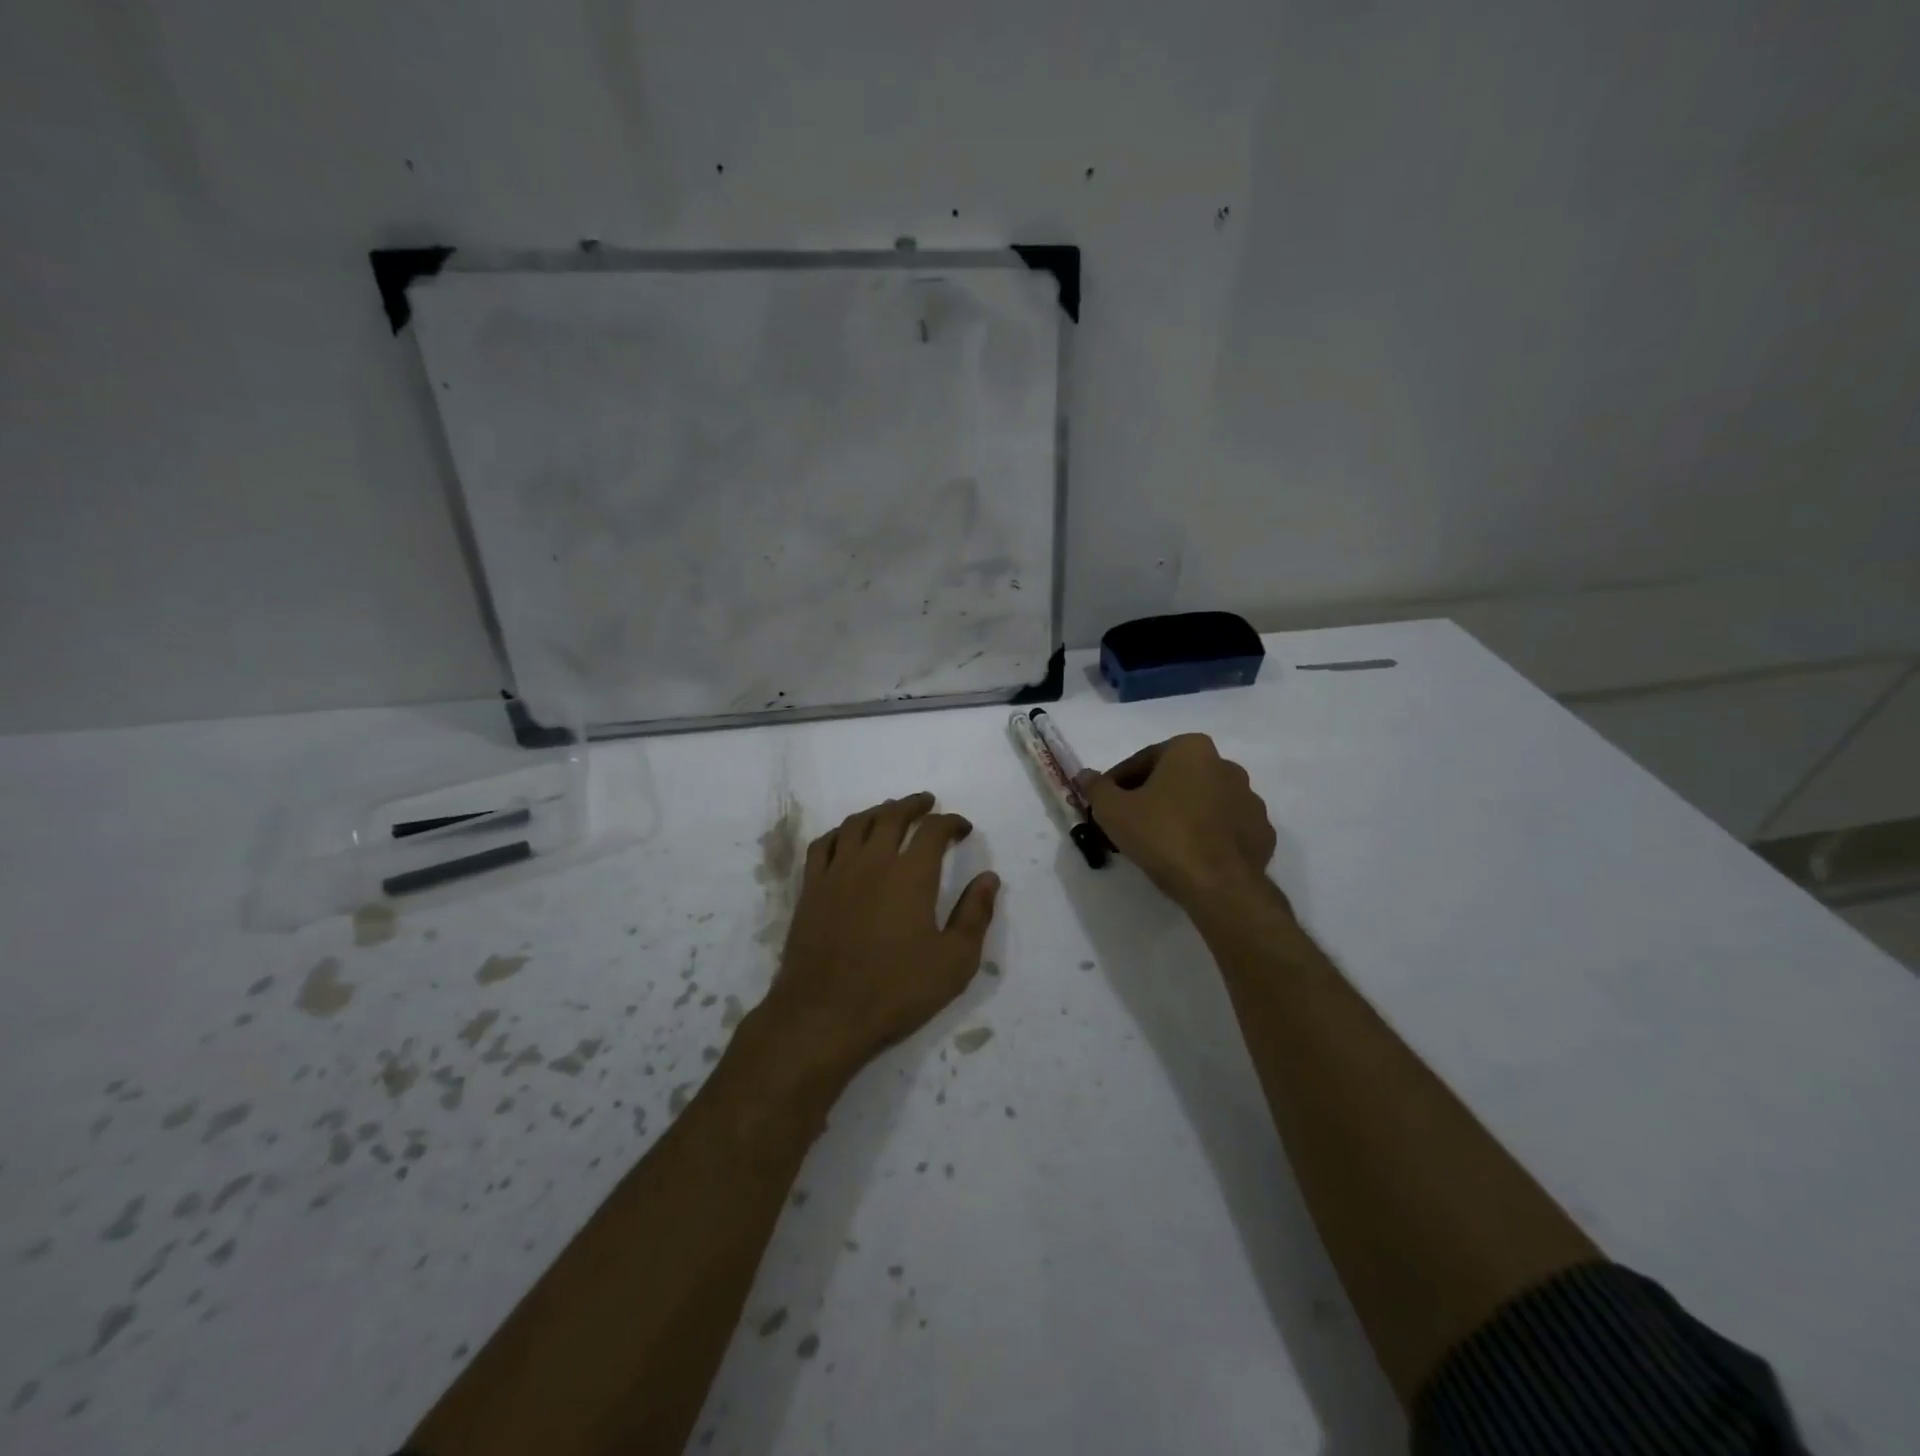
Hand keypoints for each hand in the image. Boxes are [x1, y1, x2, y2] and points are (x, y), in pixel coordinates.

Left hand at [763, 792, 999, 1073]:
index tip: (962, 828)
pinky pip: (823, 845)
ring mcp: (836, 873)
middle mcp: (872, 862)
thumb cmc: (896, 991)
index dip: (951, 822)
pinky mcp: (810, 889)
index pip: (933, 830)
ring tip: (890, 812)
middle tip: (927, 803)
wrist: (824, 1015)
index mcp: (911, 875)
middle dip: (914, 805)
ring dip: (878, 812)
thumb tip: (989, 878)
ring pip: (857, 824)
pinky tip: (846, 837)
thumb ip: (975, 915)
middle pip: (892, 816)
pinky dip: (840, 832)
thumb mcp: (954, 962)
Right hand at [1079, 735, 1277, 908]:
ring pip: (1202, 802)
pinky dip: (1206, 836)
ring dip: (1180, 815)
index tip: (1105, 804)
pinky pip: (1225, 828)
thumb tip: (1084, 775)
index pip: (1143, 760)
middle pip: (1175, 779)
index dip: (1118, 783)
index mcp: (1192, 749)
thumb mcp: (1113, 810)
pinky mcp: (1262, 833)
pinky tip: (1188, 856)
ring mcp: (1250, 800)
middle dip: (1151, 796)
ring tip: (1157, 843)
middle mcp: (1226, 766)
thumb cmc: (1162, 835)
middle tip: (1128, 823)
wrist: (1218, 885)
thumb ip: (1097, 788)